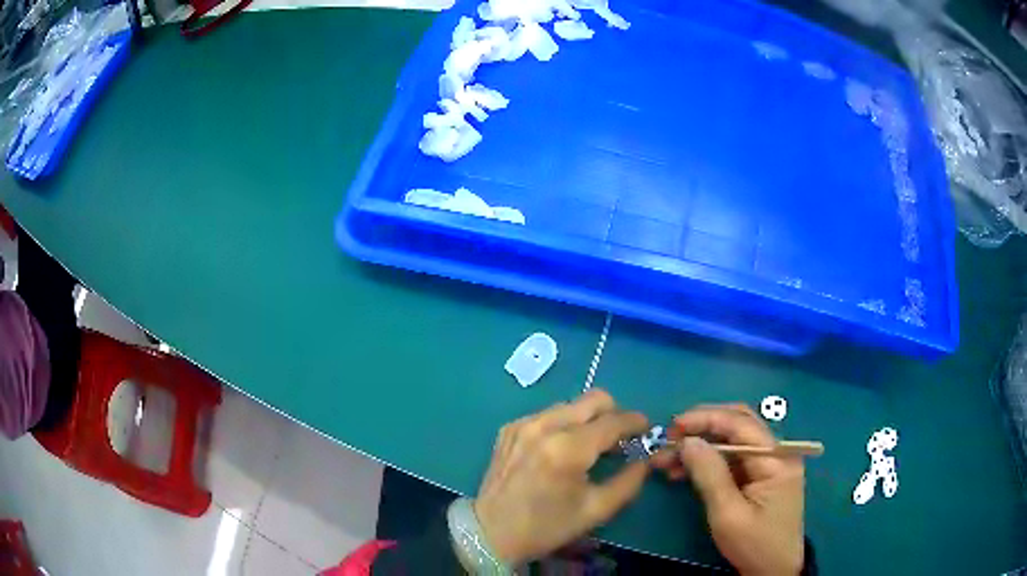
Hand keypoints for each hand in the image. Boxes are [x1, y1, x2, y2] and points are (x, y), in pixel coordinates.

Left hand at [473, 389, 650, 564]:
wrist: (491, 533)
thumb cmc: (547, 527)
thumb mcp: (596, 511)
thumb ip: (629, 481)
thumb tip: (647, 459)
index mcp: (568, 449)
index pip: (613, 421)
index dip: (636, 422)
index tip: (647, 429)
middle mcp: (545, 426)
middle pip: (594, 399)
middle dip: (614, 413)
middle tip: (620, 438)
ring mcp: (524, 424)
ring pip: (571, 404)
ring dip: (588, 418)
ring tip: (591, 446)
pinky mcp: (510, 428)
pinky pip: (548, 414)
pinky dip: (563, 425)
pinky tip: (561, 450)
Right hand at [652, 404, 804, 575]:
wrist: (774, 571)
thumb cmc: (754, 544)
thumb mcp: (728, 514)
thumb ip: (710, 475)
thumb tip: (688, 441)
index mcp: (777, 458)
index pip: (740, 423)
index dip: (705, 418)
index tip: (673, 426)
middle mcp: (777, 452)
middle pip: (739, 424)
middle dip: (702, 427)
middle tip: (670, 438)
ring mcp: (770, 464)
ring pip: (732, 441)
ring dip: (701, 446)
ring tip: (667, 459)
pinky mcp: (760, 477)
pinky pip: (732, 459)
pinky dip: (708, 462)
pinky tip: (684, 471)